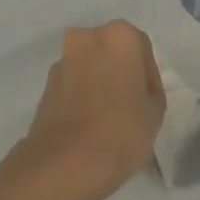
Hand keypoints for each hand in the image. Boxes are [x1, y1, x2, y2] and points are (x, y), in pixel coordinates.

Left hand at [8, 21, 165, 199]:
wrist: (65, 163)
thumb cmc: (121, 131)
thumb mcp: (155, 111)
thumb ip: (150, 89)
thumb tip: (136, 87)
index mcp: (118, 36)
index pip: (141, 48)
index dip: (148, 75)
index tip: (148, 100)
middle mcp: (86, 38)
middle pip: (111, 52)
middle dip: (120, 73)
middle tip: (130, 105)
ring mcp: (61, 61)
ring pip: (89, 67)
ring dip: (99, 83)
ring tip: (109, 117)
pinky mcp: (45, 85)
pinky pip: (72, 84)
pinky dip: (82, 96)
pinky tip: (90, 123)